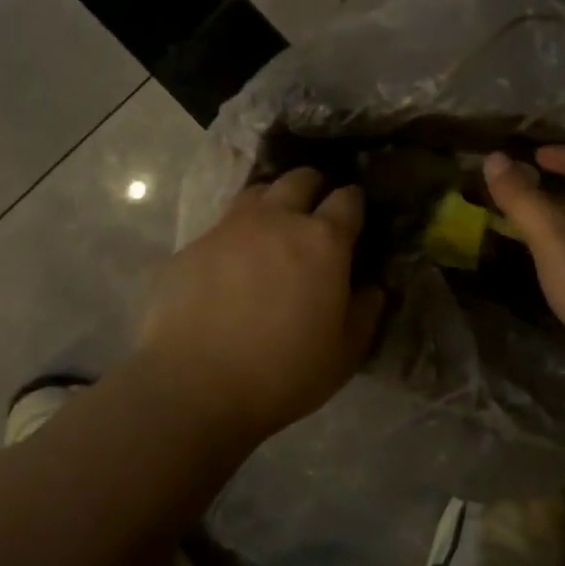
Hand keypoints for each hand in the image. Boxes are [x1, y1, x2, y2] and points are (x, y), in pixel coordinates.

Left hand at [137, 168, 383, 437]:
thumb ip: (364, 312)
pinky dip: (237, 234)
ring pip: (258, 191)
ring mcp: (231, 228)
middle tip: (316, 212)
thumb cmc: (282, 373)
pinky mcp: (194, 245)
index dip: (354, 202)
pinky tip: (234, 263)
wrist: (194, 386)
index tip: (355, 215)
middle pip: (300, 179)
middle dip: (314, 187)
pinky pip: (223, 225)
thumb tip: (370, 287)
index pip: (348, 199)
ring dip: (274, 201)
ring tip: (275, 227)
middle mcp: (278, 220)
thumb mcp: (344, 354)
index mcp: (322, 241)